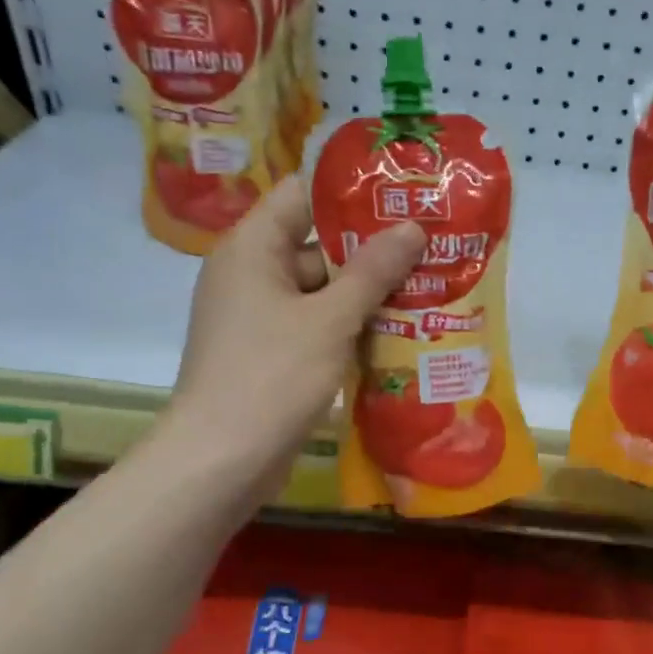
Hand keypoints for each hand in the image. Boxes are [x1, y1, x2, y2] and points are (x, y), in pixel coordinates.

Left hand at [166, 178, 422, 502]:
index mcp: (252, 248)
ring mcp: (261, 318)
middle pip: (317, 245)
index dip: (351, 192)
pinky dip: (351, 329)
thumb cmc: (272, 376)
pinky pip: (317, 328)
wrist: (221, 461)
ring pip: (322, 292)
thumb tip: (412, 227)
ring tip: (430, 287)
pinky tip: (399, 334)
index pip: (302, 195)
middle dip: (373, 250)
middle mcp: (252, 275)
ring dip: (368, 294)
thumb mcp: (329, 319)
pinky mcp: (272, 355)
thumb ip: (373, 271)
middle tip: (432, 246)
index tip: (403, 194)